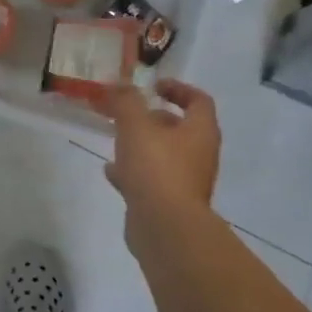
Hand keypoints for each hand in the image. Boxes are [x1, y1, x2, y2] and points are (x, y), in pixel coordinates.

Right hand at [99, 80, 220, 252]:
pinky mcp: (168, 203)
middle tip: (127, 113)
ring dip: (141, 145)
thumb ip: (126, 100)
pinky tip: (111, 171)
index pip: (198, 100)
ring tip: (115, 140)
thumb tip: (119, 84)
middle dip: (152, 118)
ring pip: (163, 155)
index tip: (153, 86)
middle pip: (180, 128)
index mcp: (200, 132)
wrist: (164, 227)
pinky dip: (133, 172)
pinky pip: (151, 180)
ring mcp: (185, 181)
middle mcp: (199, 155)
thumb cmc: (156, 168)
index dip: (178, 88)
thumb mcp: (135, 125)